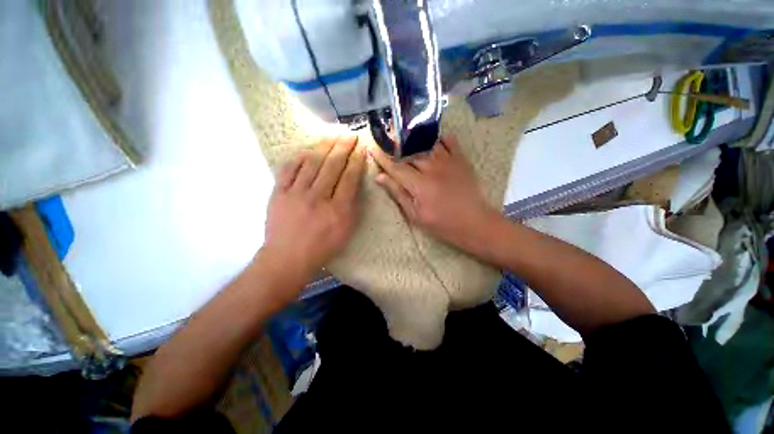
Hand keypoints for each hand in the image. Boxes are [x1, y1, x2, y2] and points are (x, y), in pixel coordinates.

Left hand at [263, 136, 365, 277]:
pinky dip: (299, 157)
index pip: (349, 178)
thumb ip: (352, 206)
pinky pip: (289, 169)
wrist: (287, 257)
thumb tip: (354, 183)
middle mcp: (318, 197)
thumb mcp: (346, 230)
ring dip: (324, 146)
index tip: (361, 149)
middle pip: (332, 165)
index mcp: (338, 209)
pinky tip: (308, 149)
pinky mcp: (279, 193)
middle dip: (343, 147)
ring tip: (332, 135)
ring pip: (312, 163)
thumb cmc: (322, 246)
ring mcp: (296, 193)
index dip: (356, 161)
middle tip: (349, 134)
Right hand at [370, 135, 501, 252]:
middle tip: (387, 146)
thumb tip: (380, 177)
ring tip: (406, 140)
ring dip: (415, 142)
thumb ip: (398, 194)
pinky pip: (450, 142)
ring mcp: (448, 162)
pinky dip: (440, 138)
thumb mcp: (416, 215)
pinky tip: (434, 140)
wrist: (475, 223)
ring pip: (427, 144)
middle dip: (396, 149)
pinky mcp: (461, 160)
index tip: (372, 149)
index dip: (382, 159)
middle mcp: (432, 168)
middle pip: (410, 153)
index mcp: (419, 184)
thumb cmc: (442, 224)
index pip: (395, 167)